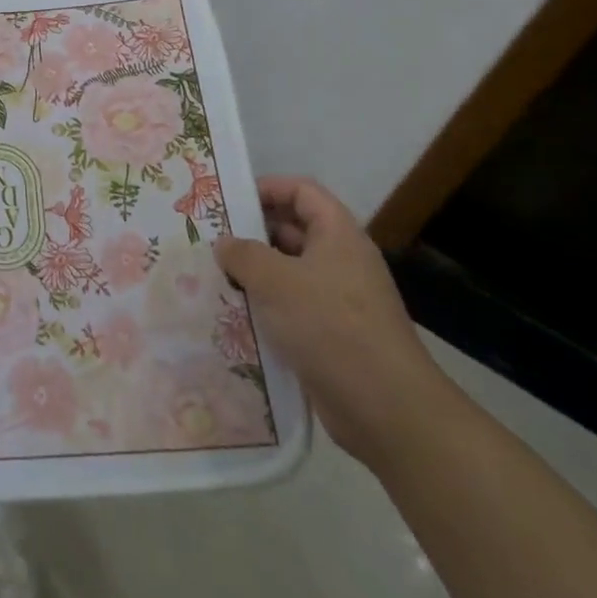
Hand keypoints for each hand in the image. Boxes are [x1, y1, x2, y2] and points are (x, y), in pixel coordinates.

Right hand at [215, 176, 453, 470]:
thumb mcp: (276, 281)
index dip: (267, 187)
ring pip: (289, 272)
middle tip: (209, 239)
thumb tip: (225, 244)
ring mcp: (339, 300)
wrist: (387, 410)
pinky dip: (265, 308)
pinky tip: (234, 316)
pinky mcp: (332, 335)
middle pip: (294, 230)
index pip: (303, 191)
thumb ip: (243, 254)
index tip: (229, 199)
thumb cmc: (331, 327)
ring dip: (254, 274)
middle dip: (252, 232)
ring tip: (212, 276)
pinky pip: (292, 308)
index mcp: (338, 235)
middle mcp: (341, 261)